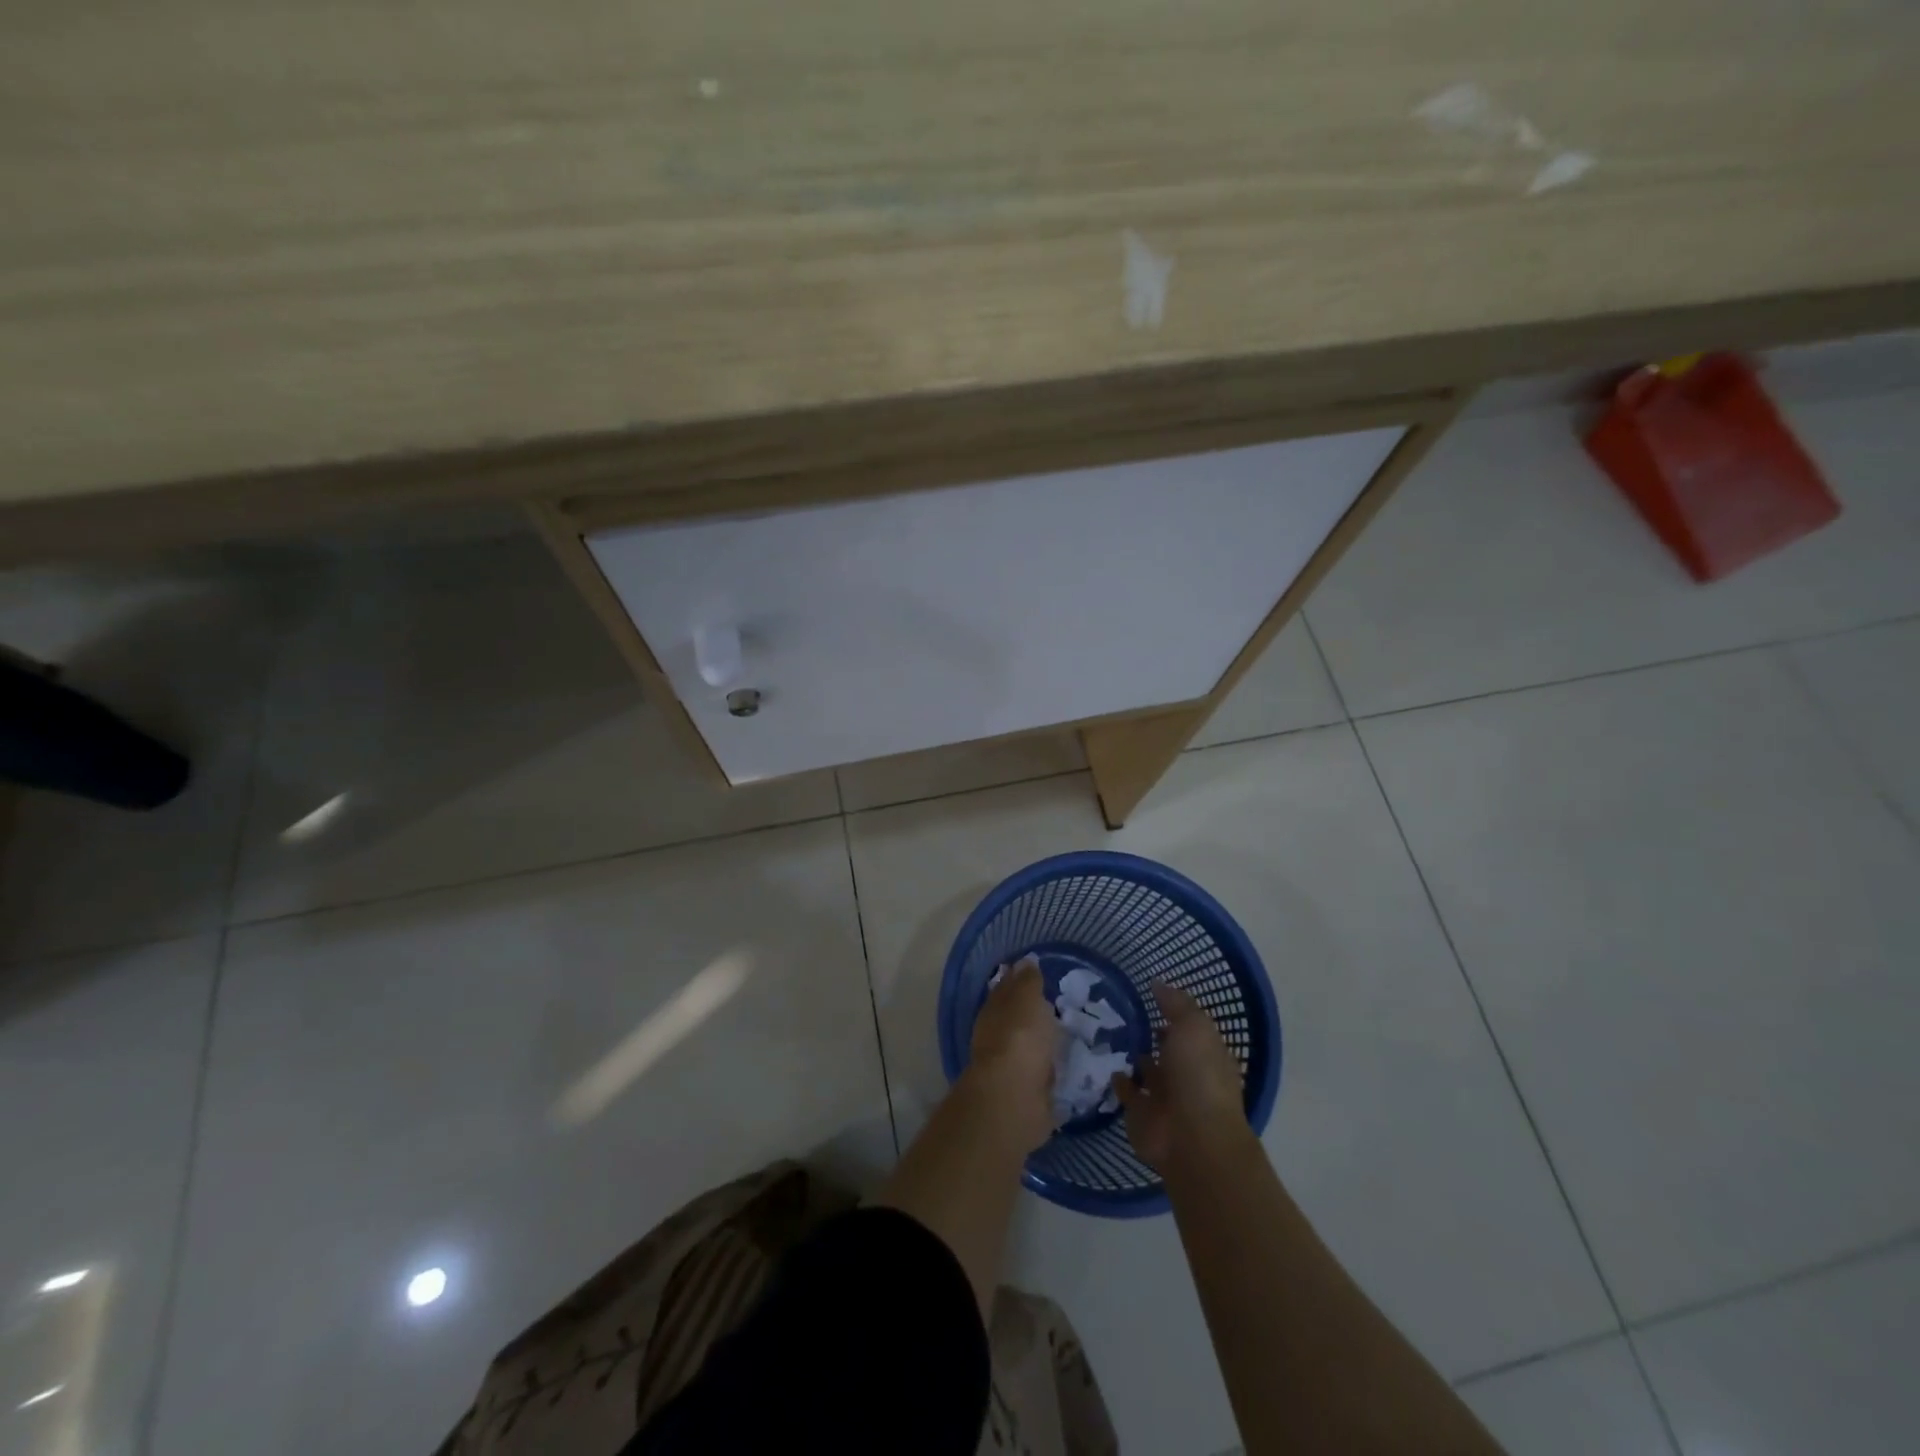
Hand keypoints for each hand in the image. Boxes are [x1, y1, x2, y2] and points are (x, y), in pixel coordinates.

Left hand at [967, 957, 1058, 1151]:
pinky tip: (1064, 1065)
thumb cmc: (1020, 1038)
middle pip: (1015, 1020)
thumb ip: (1027, 981)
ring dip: (1041, 1042)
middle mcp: (996, 1037)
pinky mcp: (1025, 1094)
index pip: (1005, 989)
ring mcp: (1009, 1067)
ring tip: (1065, 1035)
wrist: (1014, 1097)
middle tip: (1057, 1004)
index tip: (1036, 973)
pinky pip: (1040, 1074)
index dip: (1019, 980)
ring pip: (1027, 1047)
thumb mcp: (1026, 999)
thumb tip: (1024, 962)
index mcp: (993, 1010)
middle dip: (1031, 1013)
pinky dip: (1049, 1069)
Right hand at [1112, 982, 1248, 1171]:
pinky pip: (1128, 1092)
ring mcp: (1165, 1096)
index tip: (1148, 995)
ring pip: (1147, 1071)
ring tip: (1108, 1032)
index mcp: (1206, 1054)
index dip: (1173, 1013)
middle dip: (1151, 1035)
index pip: (1189, 1029)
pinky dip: (1119, 1081)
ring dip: (1135, 1057)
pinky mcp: (1141, 1114)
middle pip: (1168, 1050)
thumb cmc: (1199, 1076)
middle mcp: (1187, 1075)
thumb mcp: (1194, 1027)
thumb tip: (1157, 982)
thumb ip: (1176, 1004)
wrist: (1191, 1139)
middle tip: (1121, 1010)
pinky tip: (1105, 1063)